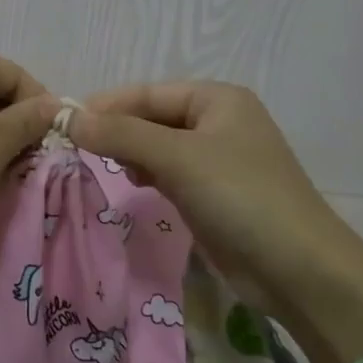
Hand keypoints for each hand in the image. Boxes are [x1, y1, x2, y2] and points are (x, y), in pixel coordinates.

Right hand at [70, 81, 362, 360]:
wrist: (298, 269)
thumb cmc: (240, 197)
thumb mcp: (177, 157)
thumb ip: (121, 134)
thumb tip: (68, 117)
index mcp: (217, 99)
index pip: (148, 93)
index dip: (106, 105)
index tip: (64, 122)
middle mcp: (218, 122)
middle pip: (152, 118)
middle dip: (118, 131)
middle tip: (77, 149)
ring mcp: (217, 160)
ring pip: (158, 147)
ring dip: (131, 154)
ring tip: (107, 168)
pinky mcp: (214, 194)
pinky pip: (170, 173)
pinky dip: (148, 175)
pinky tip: (134, 185)